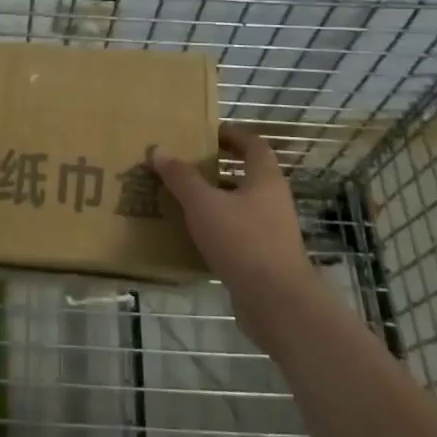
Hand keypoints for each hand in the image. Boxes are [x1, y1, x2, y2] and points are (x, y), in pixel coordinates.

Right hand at [152, 124, 319, 348]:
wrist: (277, 303)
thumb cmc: (243, 241)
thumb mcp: (204, 204)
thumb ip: (181, 177)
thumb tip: (158, 150)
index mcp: (265, 179)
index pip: (253, 145)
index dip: (232, 135)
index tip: (206, 133)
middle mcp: (273, 201)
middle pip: (246, 175)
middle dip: (217, 169)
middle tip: (185, 165)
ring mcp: (272, 231)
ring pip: (240, 206)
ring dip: (215, 200)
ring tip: (181, 198)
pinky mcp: (264, 259)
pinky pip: (238, 233)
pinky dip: (217, 228)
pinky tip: (192, 235)